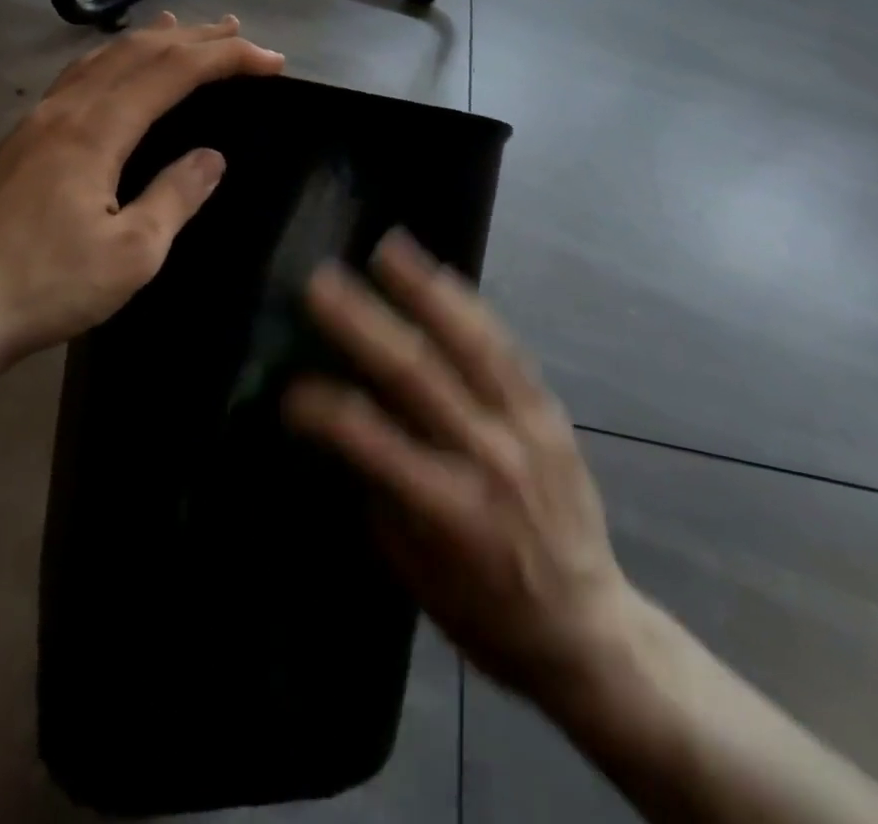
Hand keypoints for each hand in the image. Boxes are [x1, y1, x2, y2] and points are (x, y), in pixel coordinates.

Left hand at [0, 14, 284, 381]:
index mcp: (95, 131)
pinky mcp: (20, 141)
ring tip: (183, 29)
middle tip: (237, 32)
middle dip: (194, 38)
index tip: (272, 62)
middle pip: (138, 53)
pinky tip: (115, 69)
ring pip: (102, 59)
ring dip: (150, 41)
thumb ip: (176, 196)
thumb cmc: (48, 286)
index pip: (173, 72)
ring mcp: (36, 122)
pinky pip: (78, 78)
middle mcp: (65, 110)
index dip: (226, 59)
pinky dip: (112, 60)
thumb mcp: (133, 253)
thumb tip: (212, 157)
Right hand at [286, 231, 644, 715]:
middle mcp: (489, 456)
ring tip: (389, 248)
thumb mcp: (416, 573)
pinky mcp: (549, 411)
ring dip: (424, 291)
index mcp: (450, 512)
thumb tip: (344, 428)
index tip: (290, 387)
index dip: (327, 410)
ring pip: (471, 344)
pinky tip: (442, 276)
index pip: (375, 444)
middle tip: (322, 282)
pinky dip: (471, 308)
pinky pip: (507, 348)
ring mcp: (526, 426)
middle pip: (418, 376)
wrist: (588, 628)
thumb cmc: (486, 611)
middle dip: (364, 324)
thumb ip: (382, 494)